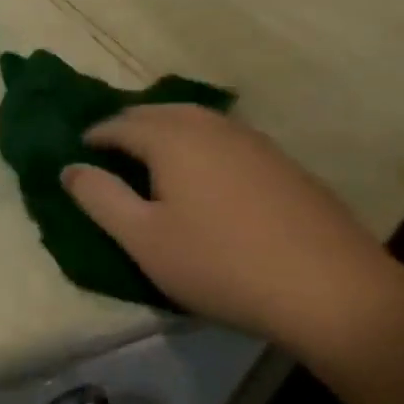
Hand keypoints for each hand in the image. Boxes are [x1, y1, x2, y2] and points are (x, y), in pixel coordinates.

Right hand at [59, 105, 401, 340]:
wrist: (334, 292)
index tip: (79, 153)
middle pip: (159, 112)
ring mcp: (254, 143)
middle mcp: (211, 128)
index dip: (95, 137)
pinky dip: (201, 143)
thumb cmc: (221, 264)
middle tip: (111, 150)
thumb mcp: (143, 239)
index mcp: (172, 139)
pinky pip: (226, 138)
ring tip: (153, 157)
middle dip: (129, 125)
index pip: (120, 124)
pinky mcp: (283, 164)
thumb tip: (69, 168)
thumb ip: (99, 198)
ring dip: (166, 129)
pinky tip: (205, 173)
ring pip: (196, 120)